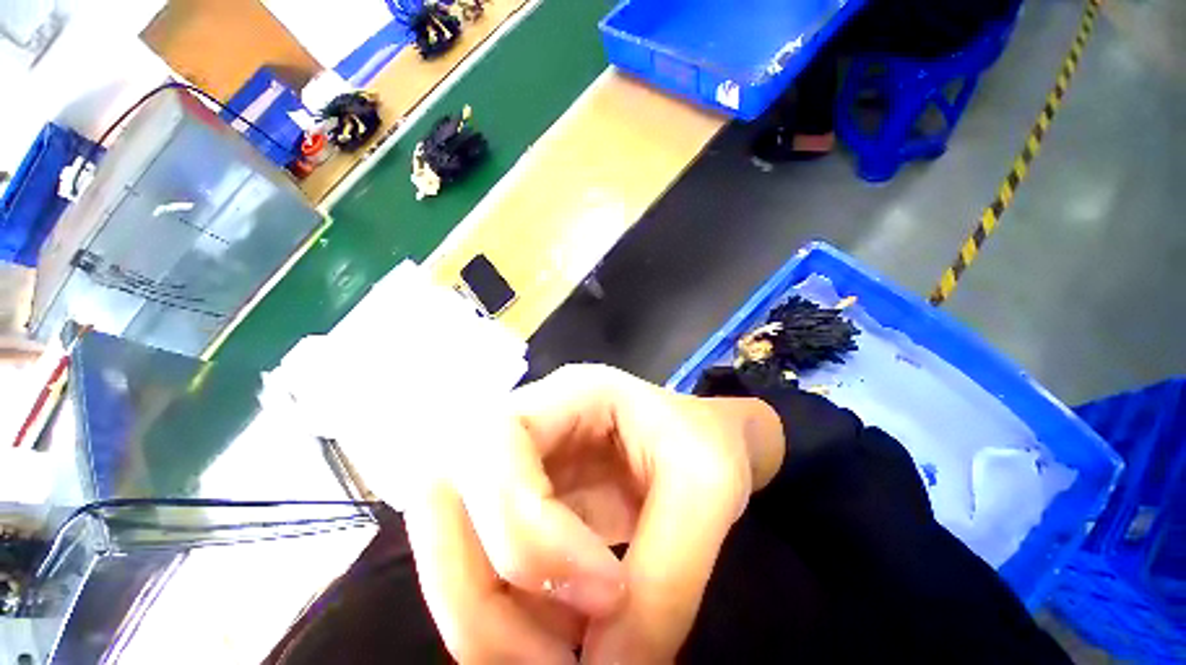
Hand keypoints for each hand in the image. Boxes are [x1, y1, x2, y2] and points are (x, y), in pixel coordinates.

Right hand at [403, 365, 784, 662]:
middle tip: (560, 664)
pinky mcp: (513, 505)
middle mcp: (523, 422)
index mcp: (569, 392)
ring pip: (445, 540)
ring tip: (567, 657)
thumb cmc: (708, 443)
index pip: (496, 443)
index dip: (528, 531)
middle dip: (481, 596)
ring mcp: (510, 463)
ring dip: (489, 619)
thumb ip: (664, 583)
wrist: (702, 446)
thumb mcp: (708, 489)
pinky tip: (562, 639)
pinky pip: (476, 568)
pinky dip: (507, 621)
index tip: (606, 596)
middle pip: (440, 492)